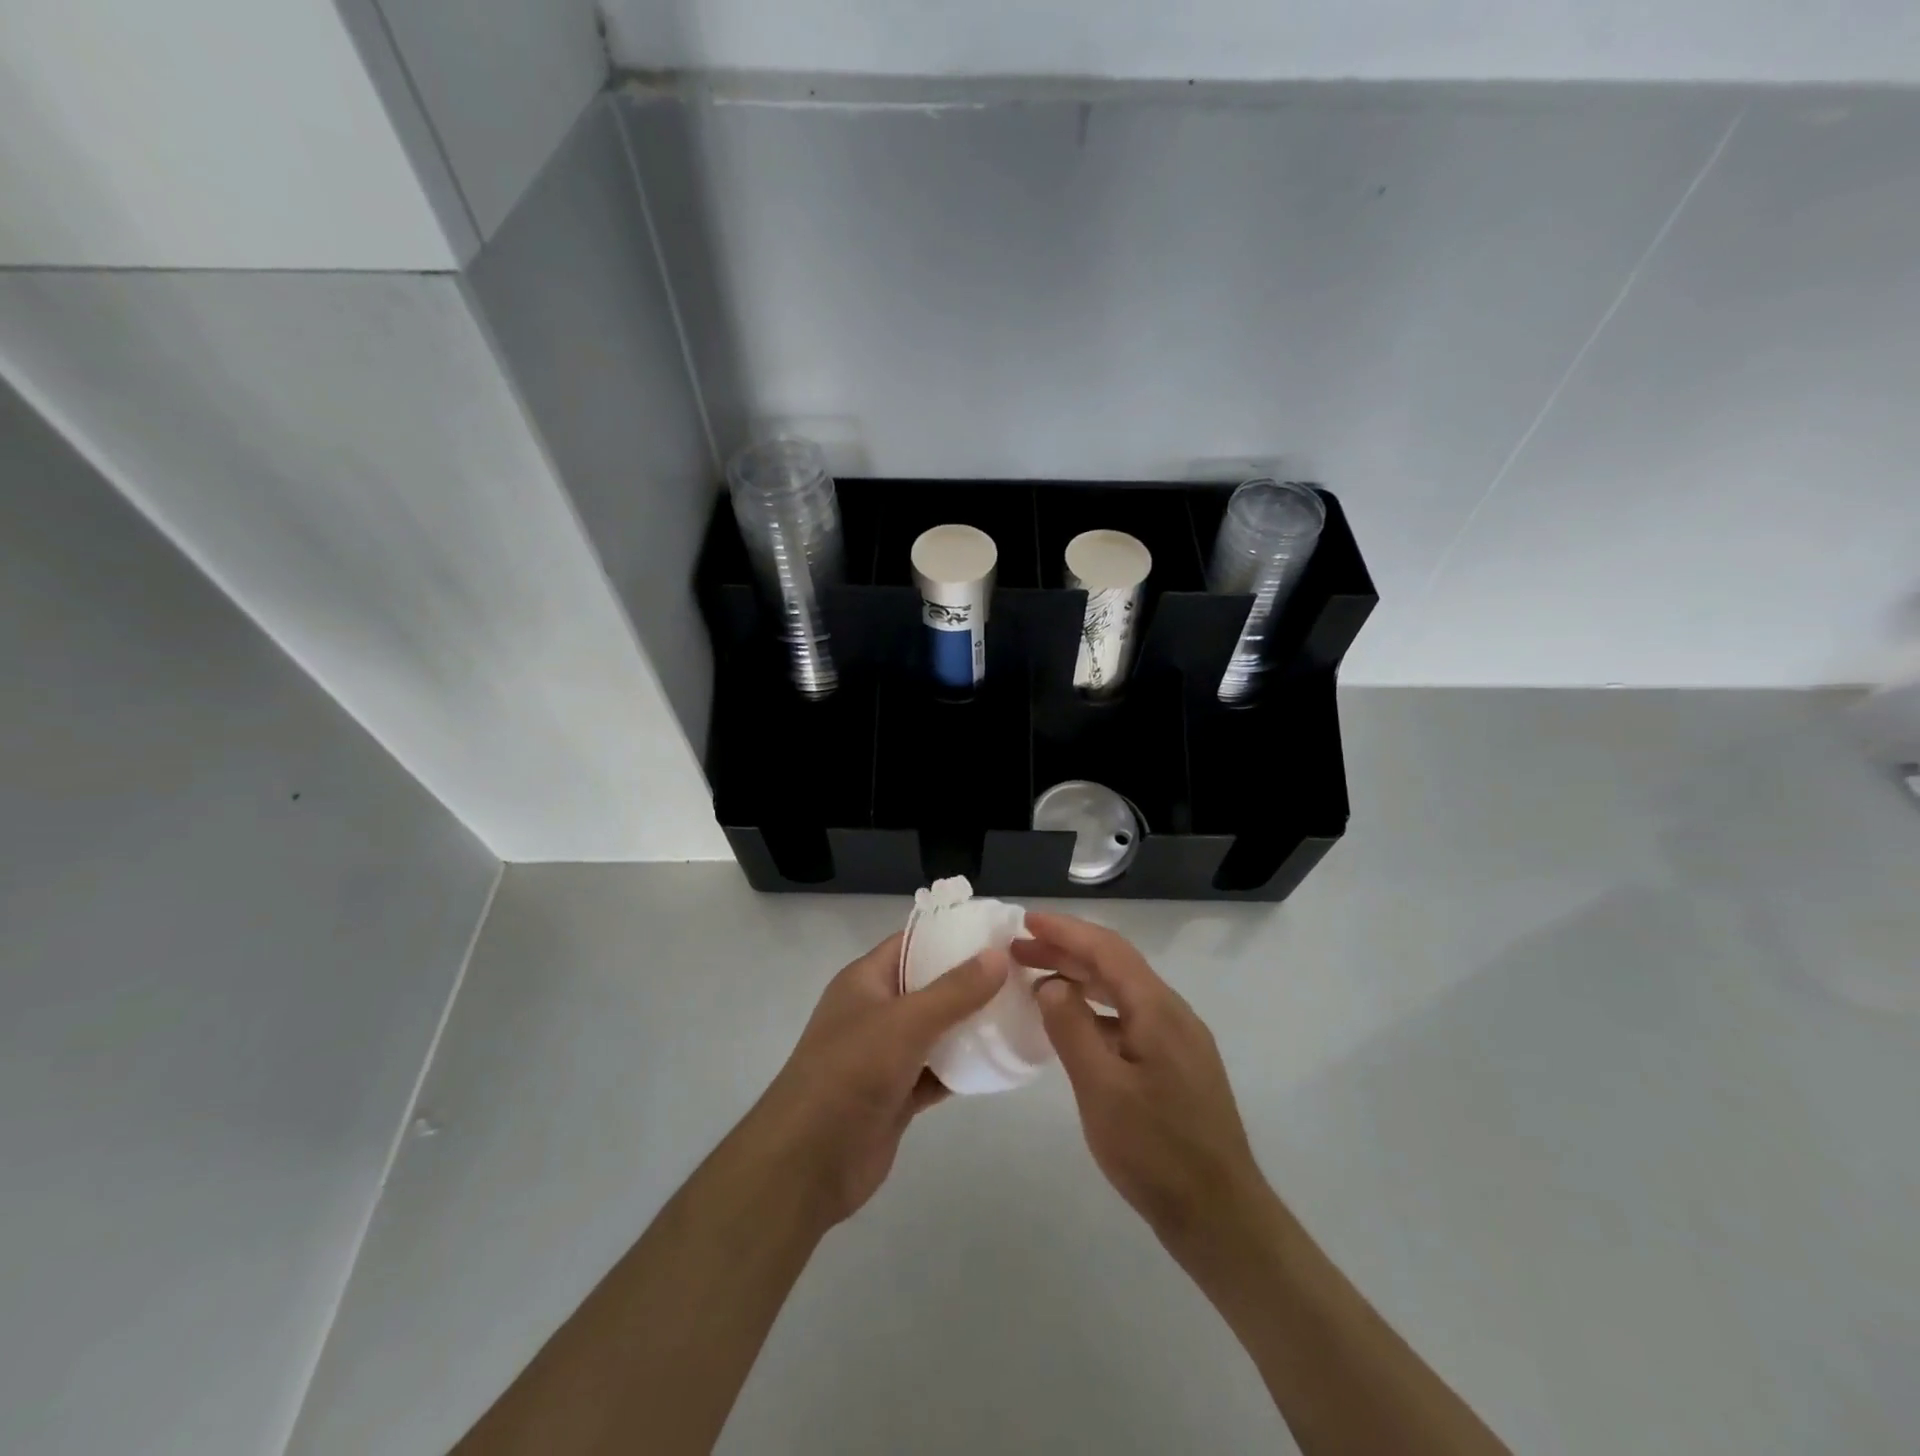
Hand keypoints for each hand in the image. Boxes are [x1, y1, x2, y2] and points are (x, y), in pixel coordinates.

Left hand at [743, 931, 1008, 1227]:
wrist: (808, 1162)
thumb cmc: (850, 1073)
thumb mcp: (905, 1022)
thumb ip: (954, 990)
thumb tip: (998, 955)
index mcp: (866, 980)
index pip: (912, 942)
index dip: (951, 934)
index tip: (998, 932)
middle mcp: (876, 1010)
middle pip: (929, 985)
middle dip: (970, 980)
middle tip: (1021, 973)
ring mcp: (886, 1054)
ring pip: (937, 1030)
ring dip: (971, 1024)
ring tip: (1021, 1010)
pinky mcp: (898, 1093)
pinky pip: (938, 1070)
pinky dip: (964, 1066)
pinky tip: (1001, 1060)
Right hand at [1015, 912, 1271, 1254]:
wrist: (1221, 1218)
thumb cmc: (1156, 1152)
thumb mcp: (1101, 1089)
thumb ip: (1072, 1029)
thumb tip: (1051, 984)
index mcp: (1157, 1009)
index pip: (1106, 950)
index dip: (1065, 930)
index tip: (1025, 920)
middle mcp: (1172, 1013)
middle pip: (1114, 965)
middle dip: (1066, 951)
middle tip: (1019, 951)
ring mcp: (1178, 1040)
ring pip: (1122, 992)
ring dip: (1080, 980)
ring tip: (1037, 981)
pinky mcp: (1177, 1066)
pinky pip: (1130, 1019)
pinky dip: (1096, 1011)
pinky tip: (1074, 1026)